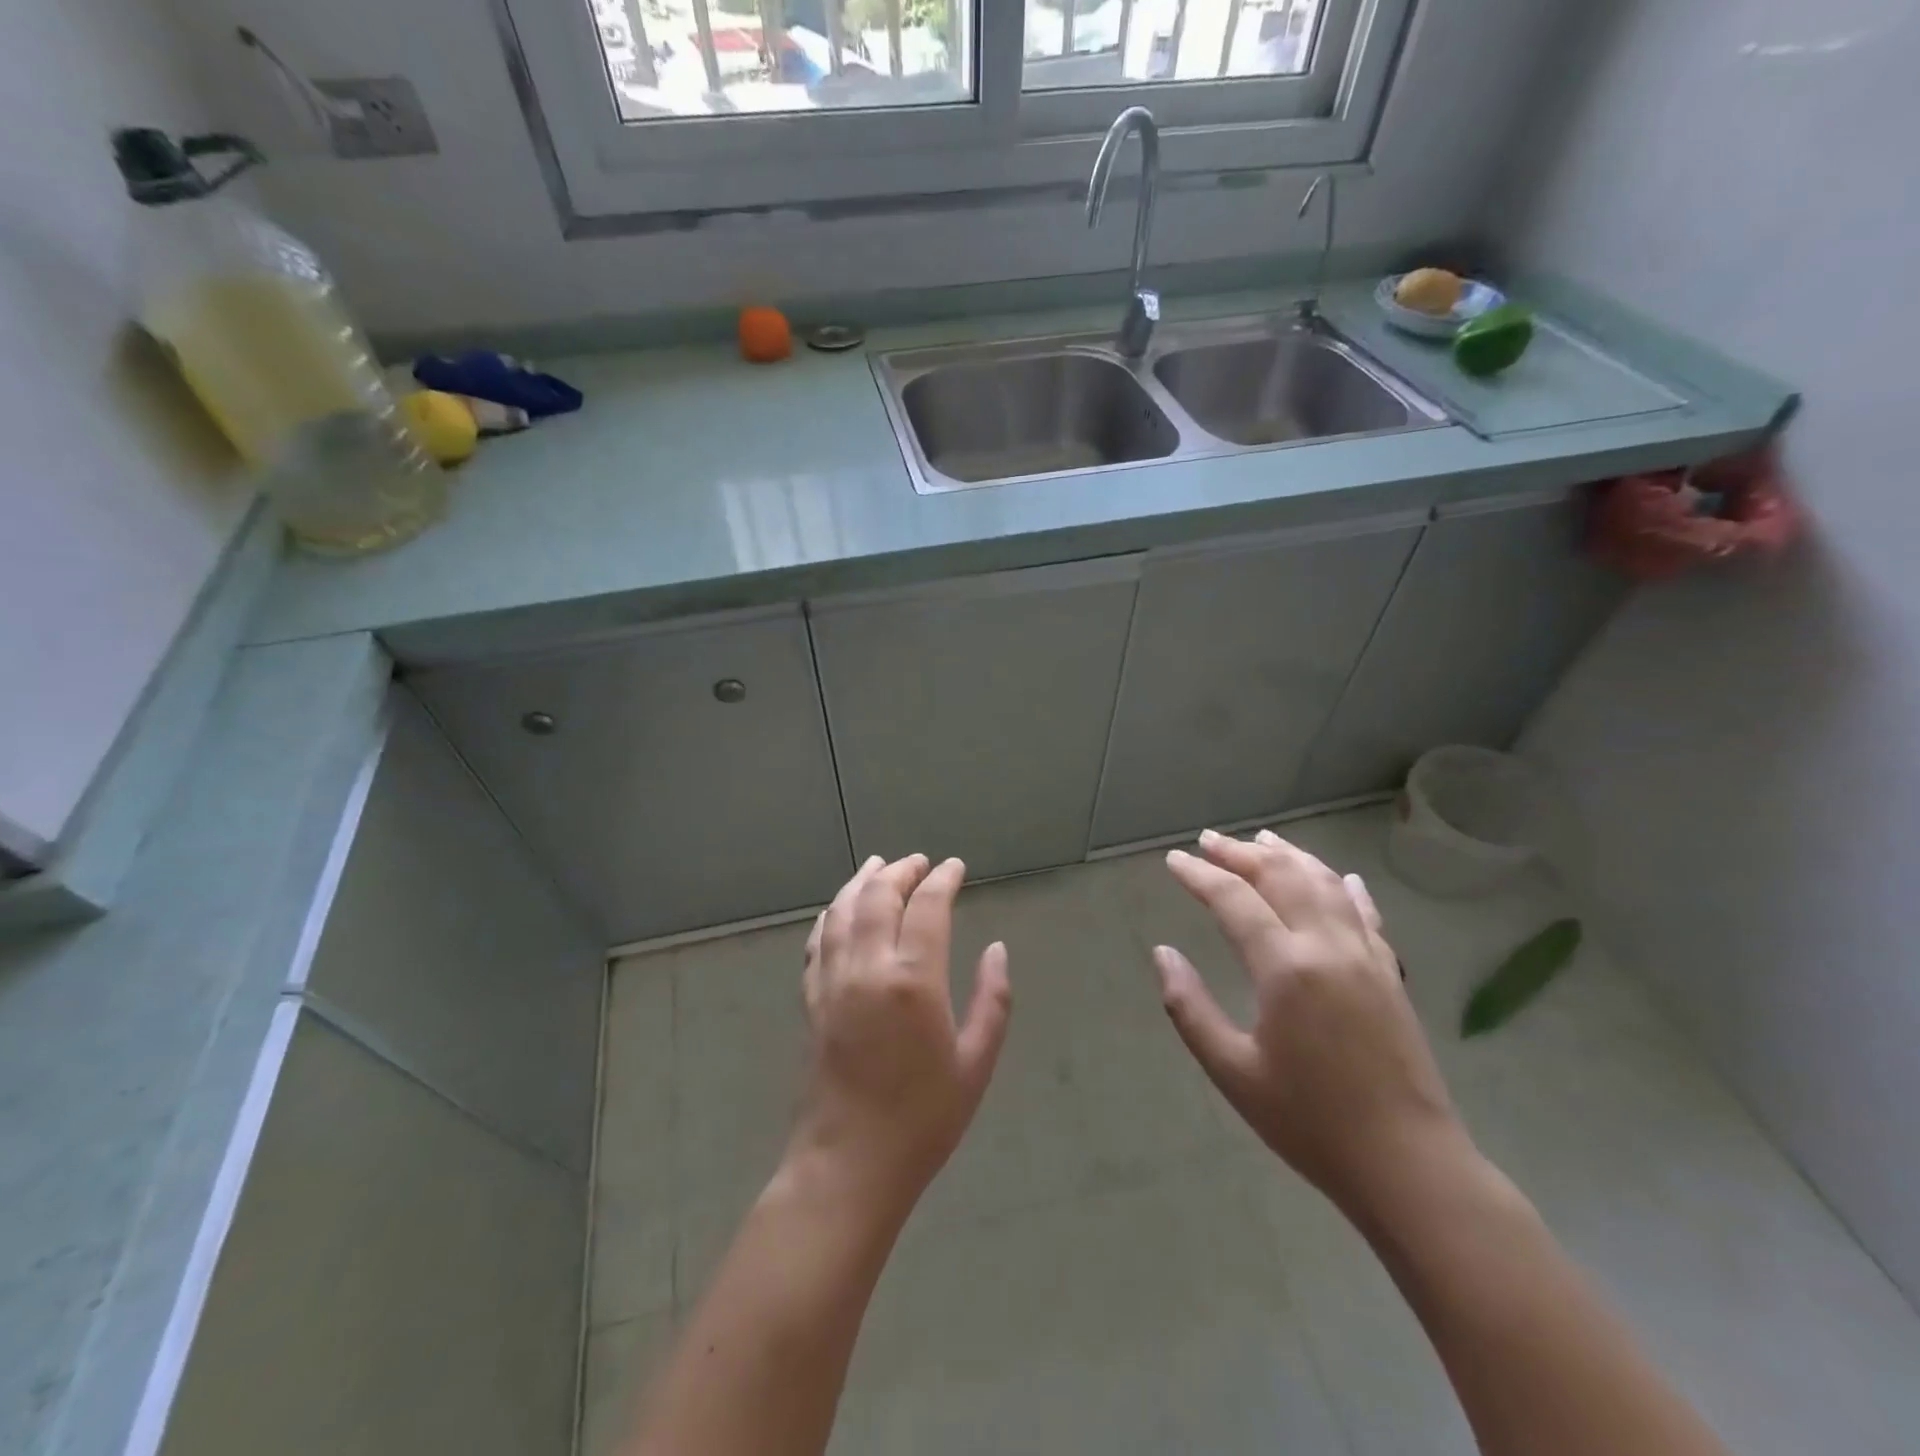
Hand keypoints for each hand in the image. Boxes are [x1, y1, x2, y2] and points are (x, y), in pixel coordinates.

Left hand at [790, 854, 1011, 1216]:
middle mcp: (868, 968)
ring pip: (842, 911)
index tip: (954, 867)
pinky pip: (817, 942)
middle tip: (919, 862)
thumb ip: (992, 1000)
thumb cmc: (923, 1120)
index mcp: (913, 980)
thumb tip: (997, 949)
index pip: (927, 907)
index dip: (942, 880)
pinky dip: (830, 915)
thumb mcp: (975, 1064)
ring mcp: (833, 981)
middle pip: (879, 897)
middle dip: (901, 871)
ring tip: (878, 866)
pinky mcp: (811, 1000)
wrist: (849, 1165)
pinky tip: (838, 909)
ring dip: (861, 882)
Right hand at [1156, 829, 1467, 1216]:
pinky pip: (1365, 913)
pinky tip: (1337, 876)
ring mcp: (1366, 956)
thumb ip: (1190, 1007)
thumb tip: (1163, 954)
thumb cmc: (1310, 1123)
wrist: (1409, 1165)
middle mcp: (1328, 947)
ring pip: (1324, 883)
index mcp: (1286, 968)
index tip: (1174, 860)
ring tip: (1261, 838)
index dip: (1200, 875)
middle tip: (1208, 840)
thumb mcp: (1232, 1071)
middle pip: (1281, 876)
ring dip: (1289, 855)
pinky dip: (1343, 886)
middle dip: (1240, 853)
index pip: (1234, 900)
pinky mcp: (1390, 973)